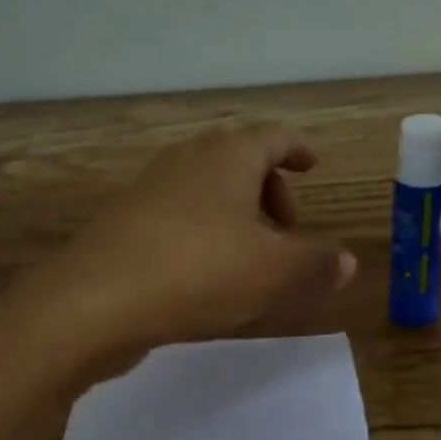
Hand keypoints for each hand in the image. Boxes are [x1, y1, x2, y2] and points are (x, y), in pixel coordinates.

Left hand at [10, 125, 357, 378]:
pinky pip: (178, 217)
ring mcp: (148, 189)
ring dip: (236, 216)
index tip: (313, 166)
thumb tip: (347, 261)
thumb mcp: (274, 273)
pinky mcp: (124, 223)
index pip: (272, 137)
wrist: (93, 302)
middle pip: (238, 161)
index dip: (297, 150)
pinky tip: (206, 276)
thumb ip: (317, 264)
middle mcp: (186, 161)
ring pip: (206, 191)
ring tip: (251, 260)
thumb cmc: (197, 272)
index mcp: (227, 156)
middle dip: (270, 192)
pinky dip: (204, 234)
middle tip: (288, 231)